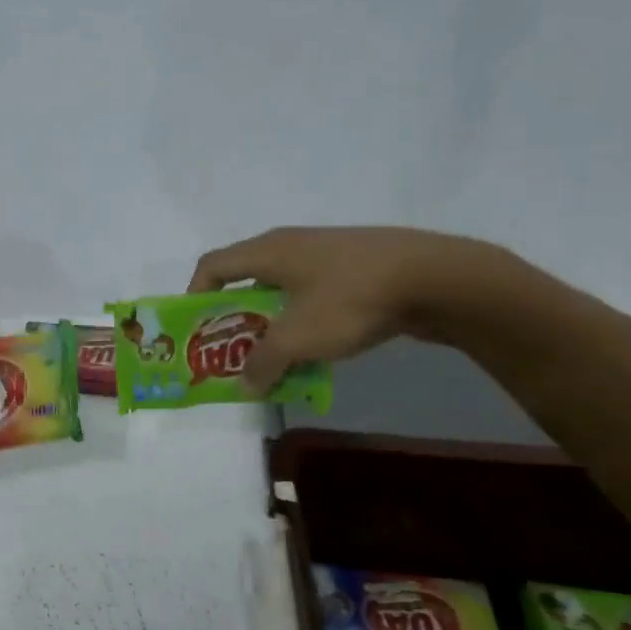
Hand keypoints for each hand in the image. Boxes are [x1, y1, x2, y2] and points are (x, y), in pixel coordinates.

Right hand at [188, 227, 513, 390]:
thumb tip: (245, 383)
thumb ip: (263, 363)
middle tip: (232, 354)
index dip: (194, 296)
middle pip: (246, 280)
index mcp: (269, 251)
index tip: (196, 332)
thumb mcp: (298, 338)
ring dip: (271, 327)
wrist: (436, 278)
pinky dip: (303, 323)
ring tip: (274, 360)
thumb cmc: (352, 299)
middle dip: (234, 320)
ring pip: (282, 292)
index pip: (212, 265)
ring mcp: (326, 255)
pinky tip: (316, 352)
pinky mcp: (355, 269)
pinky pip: (313, 297)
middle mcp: (292, 245)